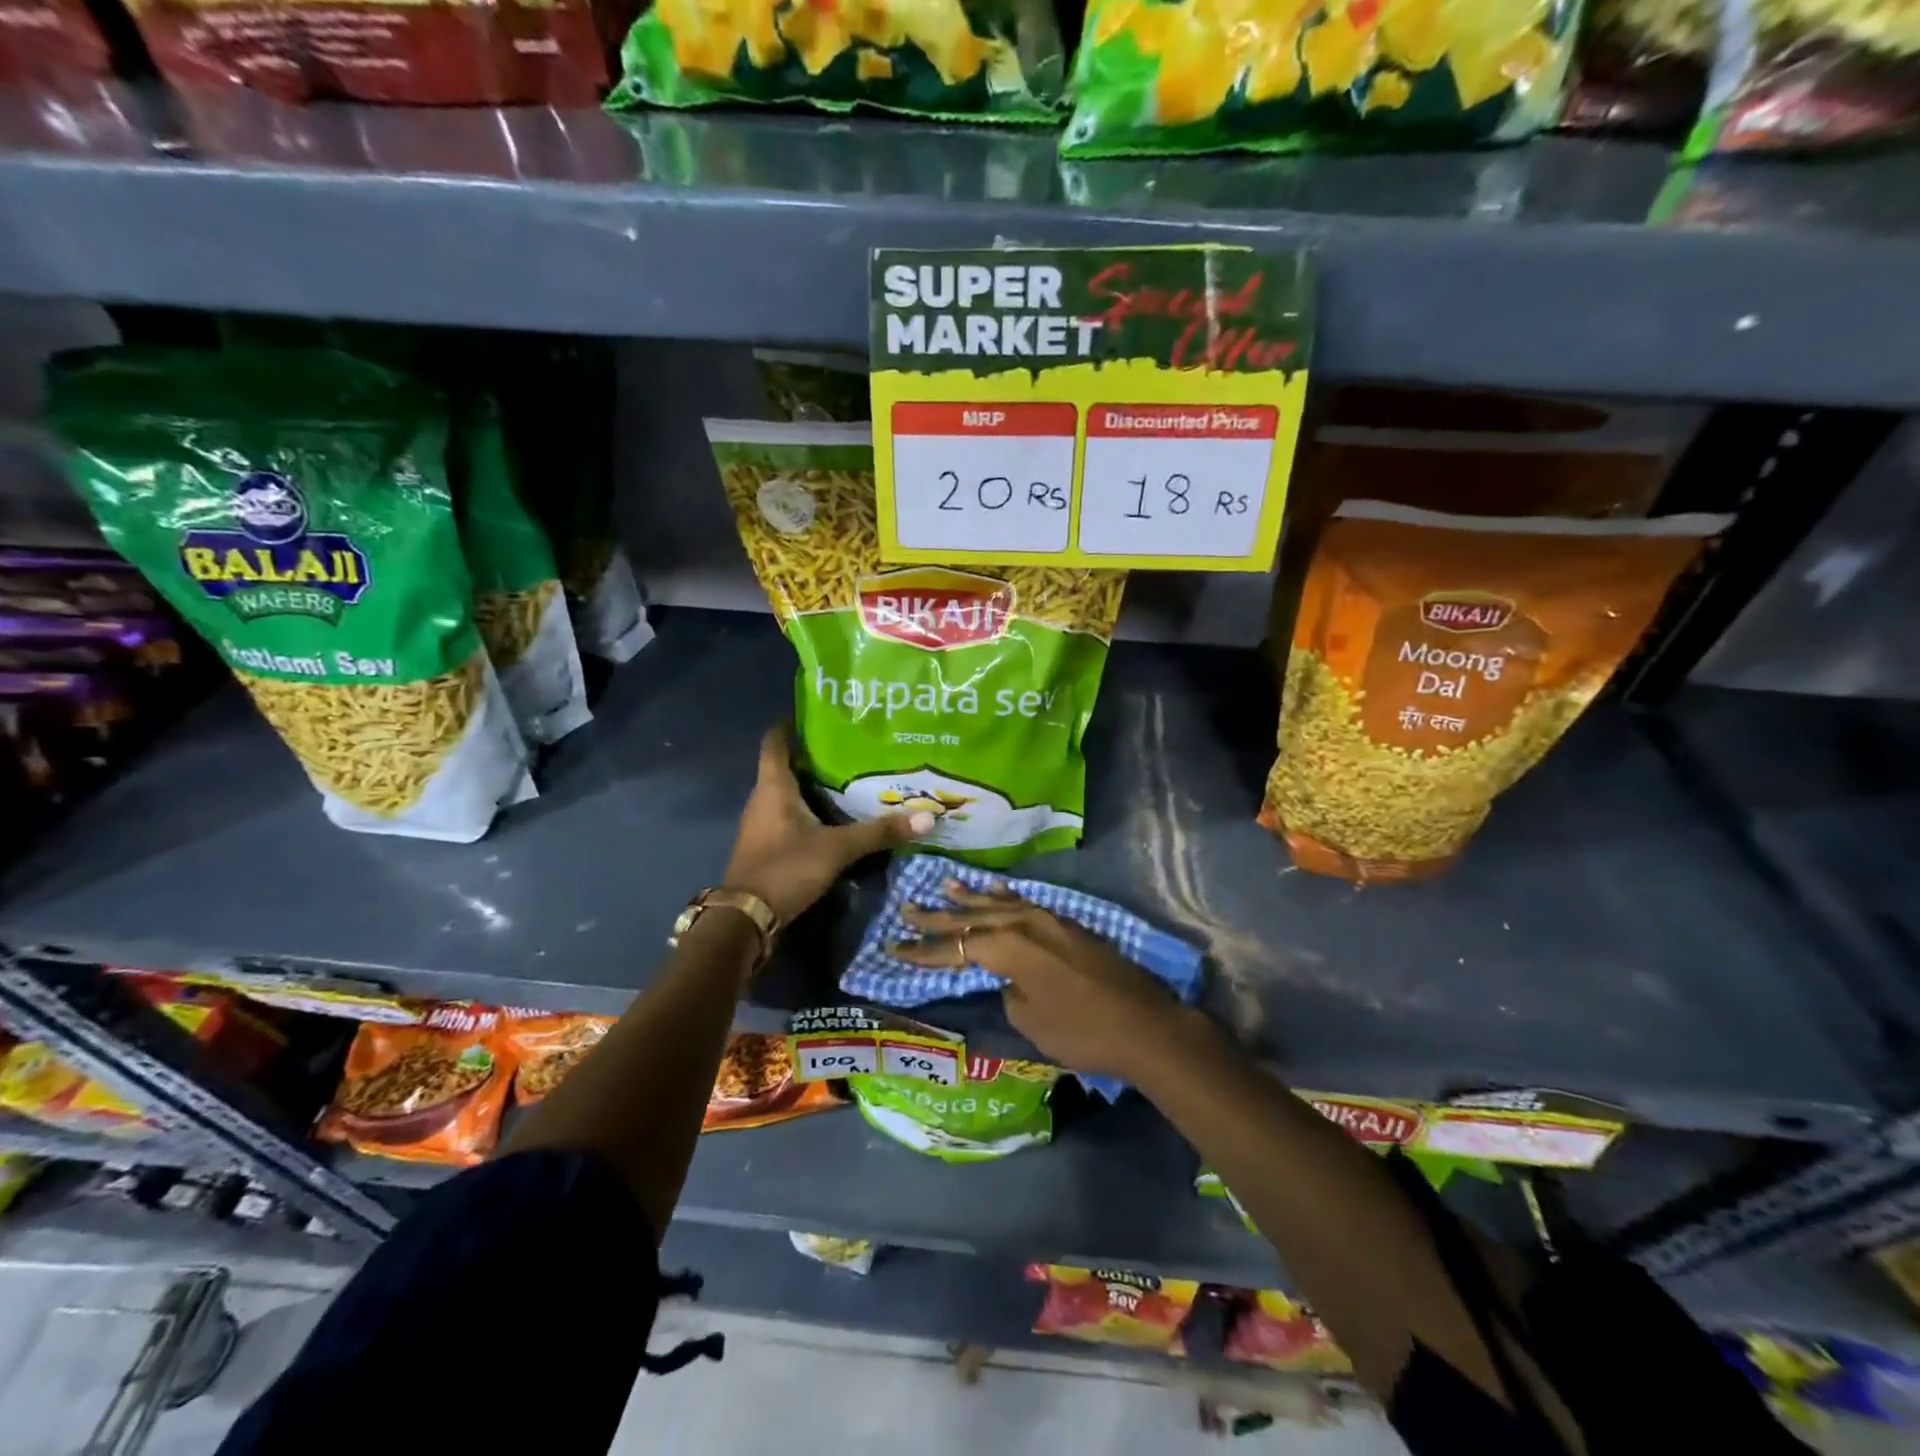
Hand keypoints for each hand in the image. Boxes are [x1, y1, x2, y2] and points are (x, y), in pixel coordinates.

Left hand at [723, 725, 932, 924]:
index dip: (791, 725)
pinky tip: (835, 816)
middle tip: (852, 747)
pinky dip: (810, 811)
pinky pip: (789, 816)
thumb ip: (879, 832)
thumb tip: (927, 816)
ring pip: (788, 793)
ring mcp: (762, 823)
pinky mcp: (767, 845)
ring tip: (852, 778)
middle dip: (815, 756)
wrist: (746, 918)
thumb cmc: (786, 868)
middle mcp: (763, 799)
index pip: (776, 741)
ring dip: (813, 785)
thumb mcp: (837, 849)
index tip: (818, 714)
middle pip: (786, 766)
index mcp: (774, 787)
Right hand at [892, 881, 1186, 1079]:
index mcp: (1009, 947)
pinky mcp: (1068, 926)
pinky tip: (995, 892)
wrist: (1144, 1025)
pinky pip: (1023, 905)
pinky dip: (1004, 900)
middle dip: (938, 917)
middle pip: (972, 918)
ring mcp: (1049, 920)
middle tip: (906, 907)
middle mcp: (1025, 924)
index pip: (956, 947)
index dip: (924, 951)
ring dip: (970, 899)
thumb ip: (1010, 992)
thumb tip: (1010, 980)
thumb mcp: (1031, 1020)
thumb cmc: (1081, 1031)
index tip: (894, 947)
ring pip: (999, 905)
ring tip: (944, 885)